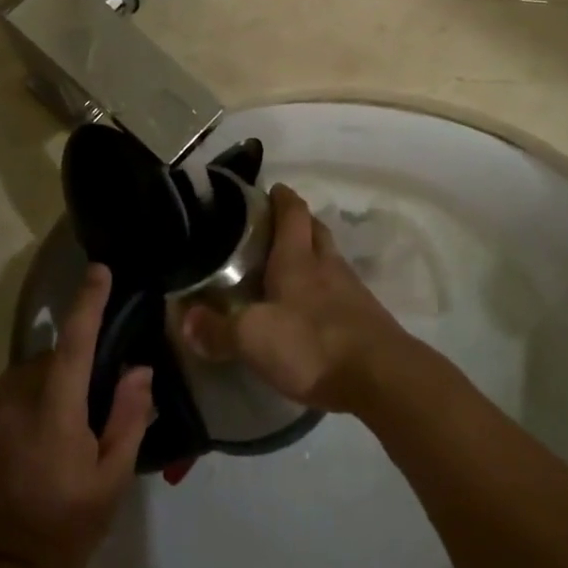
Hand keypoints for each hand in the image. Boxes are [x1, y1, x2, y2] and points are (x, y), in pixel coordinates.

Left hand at [0, 266, 152, 567]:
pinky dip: (34, 397)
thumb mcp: (111, 482)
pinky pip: (14, 392)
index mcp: (55, 410)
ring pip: (32, 373)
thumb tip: (139, 370)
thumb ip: (127, 420)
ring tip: (72, 423)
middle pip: (54, 356)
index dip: (89, 302)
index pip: (76, 342)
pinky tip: (44, 437)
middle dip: (79, 364)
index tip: (100, 271)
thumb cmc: (62, 528)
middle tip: (100, 399)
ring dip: (55, 382)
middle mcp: (18, 398)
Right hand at [178, 185, 415, 414]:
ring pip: (330, 260)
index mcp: (298, 259)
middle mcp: (327, 266)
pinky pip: (341, 292)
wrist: (382, 378)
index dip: (282, 197)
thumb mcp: (253, 338)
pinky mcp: (366, 320)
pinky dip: (325, 291)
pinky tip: (312, 309)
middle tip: (274, 228)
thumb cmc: (312, 344)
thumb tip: (185, 318)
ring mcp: (352, 292)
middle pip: (316, 231)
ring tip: (289, 269)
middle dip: (299, 222)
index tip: (270, 189)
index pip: (293, 212)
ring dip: (313, 256)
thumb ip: (217, 329)